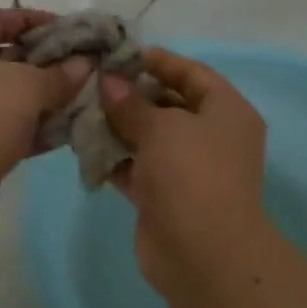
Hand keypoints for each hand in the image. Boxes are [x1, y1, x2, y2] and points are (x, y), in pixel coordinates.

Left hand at [0, 8, 89, 223]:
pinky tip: (66, 132)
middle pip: (6, 57)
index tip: (68, 30)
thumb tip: (83, 63)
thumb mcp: (30, 86)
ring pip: (10, 95)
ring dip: (43, 98)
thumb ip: (60, 73)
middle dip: (45, 62)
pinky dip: (34, 127)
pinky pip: (8, 126)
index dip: (33, 19)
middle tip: (79, 67)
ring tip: (80, 99)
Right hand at [101, 49, 268, 290]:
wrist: (201, 252)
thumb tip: (109, 81)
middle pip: (169, 105)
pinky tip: (83, 146)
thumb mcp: (161, 127)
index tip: (120, 55)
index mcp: (226, 111)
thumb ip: (131, 103)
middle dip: (131, 95)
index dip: (159, 61)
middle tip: (91, 83)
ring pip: (148, 139)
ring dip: (117, 127)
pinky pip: (136, 168)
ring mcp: (187, 170)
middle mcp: (211, 137)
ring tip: (80, 111)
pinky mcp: (164, 197)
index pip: (193, 74)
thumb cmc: (191, 174)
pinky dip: (113, 159)